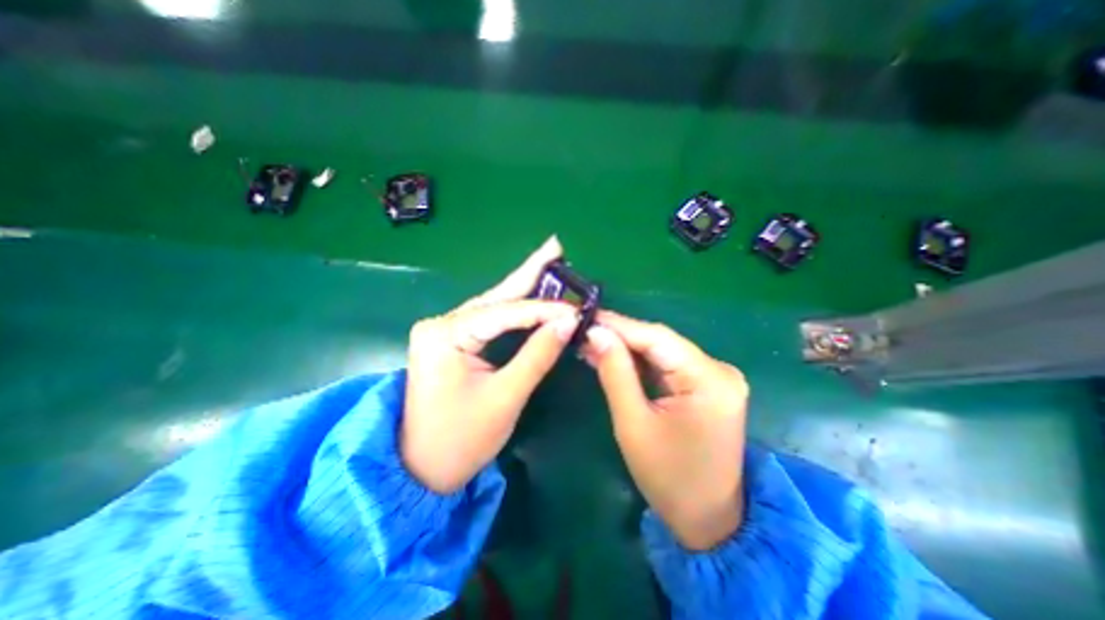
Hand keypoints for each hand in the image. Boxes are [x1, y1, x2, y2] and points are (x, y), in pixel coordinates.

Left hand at [404, 237, 578, 492]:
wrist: (419, 471)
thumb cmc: (460, 441)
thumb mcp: (505, 398)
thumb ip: (537, 355)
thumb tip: (569, 322)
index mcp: (446, 334)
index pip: (505, 313)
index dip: (544, 311)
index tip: (576, 310)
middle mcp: (442, 323)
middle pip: (496, 295)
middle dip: (529, 272)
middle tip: (555, 247)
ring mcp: (445, 330)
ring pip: (494, 304)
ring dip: (524, 287)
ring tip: (549, 263)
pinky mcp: (452, 340)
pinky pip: (490, 319)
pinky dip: (515, 308)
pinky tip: (531, 292)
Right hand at [581, 312, 745, 549]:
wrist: (708, 519)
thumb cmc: (668, 478)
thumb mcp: (633, 424)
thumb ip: (615, 373)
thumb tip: (595, 333)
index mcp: (709, 380)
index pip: (656, 338)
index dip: (618, 325)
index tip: (586, 317)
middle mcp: (719, 370)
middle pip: (660, 341)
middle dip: (620, 336)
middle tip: (584, 330)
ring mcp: (716, 376)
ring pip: (662, 350)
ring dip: (627, 347)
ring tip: (592, 342)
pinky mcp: (708, 384)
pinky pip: (668, 364)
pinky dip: (640, 361)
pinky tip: (614, 357)